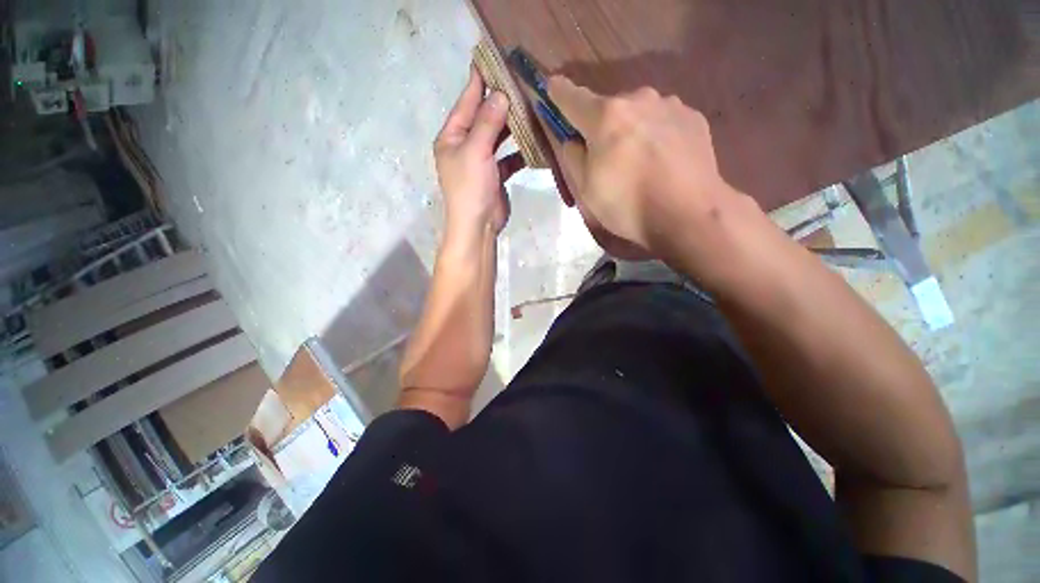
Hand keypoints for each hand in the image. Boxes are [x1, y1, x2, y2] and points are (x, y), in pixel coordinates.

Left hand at [434, 65, 525, 242]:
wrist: (477, 225)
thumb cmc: (470, 187)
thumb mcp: (475, 150)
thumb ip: (487, 122)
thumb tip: (500, 94)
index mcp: (451, 137)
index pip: (465, 103)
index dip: (478, 82)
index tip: (491, 60)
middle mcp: (464, 146)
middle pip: (483, 119)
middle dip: (499, 103)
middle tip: (519, 83)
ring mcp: (480, 162)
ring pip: (497, 138)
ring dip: (511, 127)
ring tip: (530, 108)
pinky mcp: (495, 176)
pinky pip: (508, 158)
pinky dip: (518, 153)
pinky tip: (533, 144)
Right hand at [547, 76, 742, 259]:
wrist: (689, 214)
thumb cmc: (628, 205)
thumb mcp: (586, 190)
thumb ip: (574, 158)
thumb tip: (574, 140)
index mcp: (605, 117)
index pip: (572, 97)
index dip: (558, 93)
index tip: (552, 87)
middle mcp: (638, 99)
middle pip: (609, 108)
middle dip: (602, 127)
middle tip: (608, 158)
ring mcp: (670, 105)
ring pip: (638, 114)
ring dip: (632, 130)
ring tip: (641, 163)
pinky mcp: (693, 117)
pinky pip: (663, 122)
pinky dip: (657, 136)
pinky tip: (663, 162)